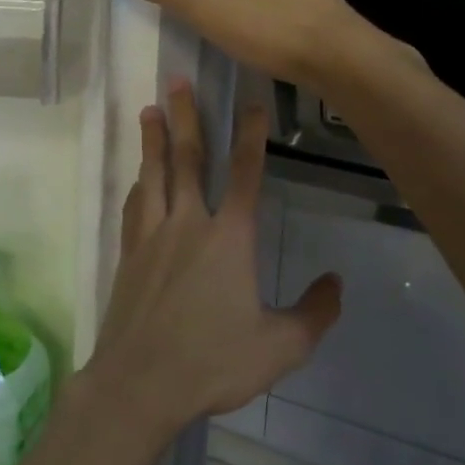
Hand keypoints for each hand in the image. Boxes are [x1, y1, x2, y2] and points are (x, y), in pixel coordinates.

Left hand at [79, 81, 340, 440]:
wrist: (139, 384)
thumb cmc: (212, 362)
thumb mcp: (280, 347)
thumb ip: (314, 313)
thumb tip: (336, 282)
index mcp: (229, 238)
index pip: (245, 173)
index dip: (251, 135)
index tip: (252, 103)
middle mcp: (188, 224)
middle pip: (188, 159)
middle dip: (186, 117)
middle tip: (177, 81)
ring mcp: (153, 237)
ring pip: (154, 175)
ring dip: (153, 140)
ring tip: (149, 110)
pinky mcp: (129, 256)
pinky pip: (134, 208)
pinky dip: (138, 185)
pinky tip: (137, 178)